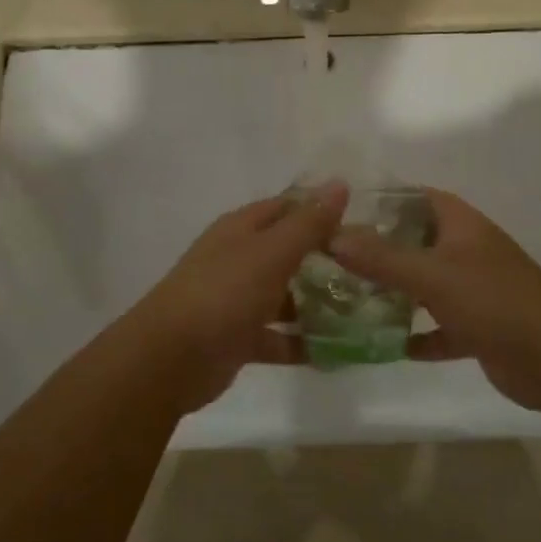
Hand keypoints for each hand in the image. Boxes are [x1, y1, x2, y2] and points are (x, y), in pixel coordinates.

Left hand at [118, 183, 348, 410]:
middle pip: (287, 251)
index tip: (362, 224)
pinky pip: (277, 336)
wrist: (170, 358)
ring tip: (362, 312)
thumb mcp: (271, 252)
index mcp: (242, 229)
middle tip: (370, 271)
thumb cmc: (224, 293)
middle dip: (325, 260)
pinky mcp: (238, 338)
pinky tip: (336, 352)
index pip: (287, 207)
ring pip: (284, 295)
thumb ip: (308, 223)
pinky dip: (301, 342)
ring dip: (317, 303)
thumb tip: (339, 183)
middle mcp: (238, 258)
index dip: (321, 211)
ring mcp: (236, 299)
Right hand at [330, 188, 540, 412]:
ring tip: (351, 298)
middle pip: (416, 241)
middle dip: (379, 249)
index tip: (342, 212)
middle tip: (335, 259)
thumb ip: (381, 257)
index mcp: (460, 225)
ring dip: (395, 292)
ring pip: (426, 285)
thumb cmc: (493, 300)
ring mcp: (475, 290)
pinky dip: (419, 335)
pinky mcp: (479, 328)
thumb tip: (332, 236)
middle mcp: (467, 251)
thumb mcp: (431, 274)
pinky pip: (440, 327)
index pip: (416, 197)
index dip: (382, 200)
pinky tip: (390, 345)